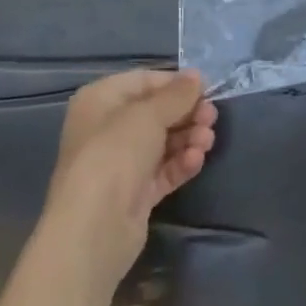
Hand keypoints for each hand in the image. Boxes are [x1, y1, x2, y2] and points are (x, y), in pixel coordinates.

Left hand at [42, 69, 217, 283]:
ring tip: (207, 141)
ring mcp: (120, 164)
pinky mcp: (133, 194)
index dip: (176, 84)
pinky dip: (180, 163)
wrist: (94, 228)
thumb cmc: (115, 152)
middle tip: (212, 118)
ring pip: (162, 143)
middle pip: (156, 113)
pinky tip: (196, 161)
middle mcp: (107, 128)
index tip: (205, 89)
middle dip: (186, 114)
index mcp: (101, 100)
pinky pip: (162, 170)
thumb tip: (196, 76)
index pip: (144, 81)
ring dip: (188, 138)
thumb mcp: (149, 114)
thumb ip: (177, 94)